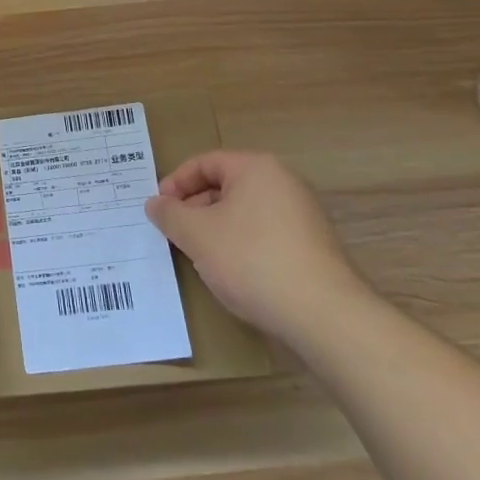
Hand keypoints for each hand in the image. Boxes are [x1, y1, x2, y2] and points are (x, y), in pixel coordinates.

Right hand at [144, 150, 370, 345]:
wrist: (325, 316)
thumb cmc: (253, 261)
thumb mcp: (198, 236)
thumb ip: (170, 215)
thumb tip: (155, 203)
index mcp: (256, 168)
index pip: (205, 163)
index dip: (176, 183)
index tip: (159, 209)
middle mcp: (283, 182)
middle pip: (225, 186)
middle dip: (195, 208)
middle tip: (175, 234)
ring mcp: (302, 215)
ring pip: (244, 213)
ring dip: (216, 230)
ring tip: (200, 257)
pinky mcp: (313, 247)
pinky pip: (265, 235)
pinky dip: (242, 246)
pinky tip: (233, 275)